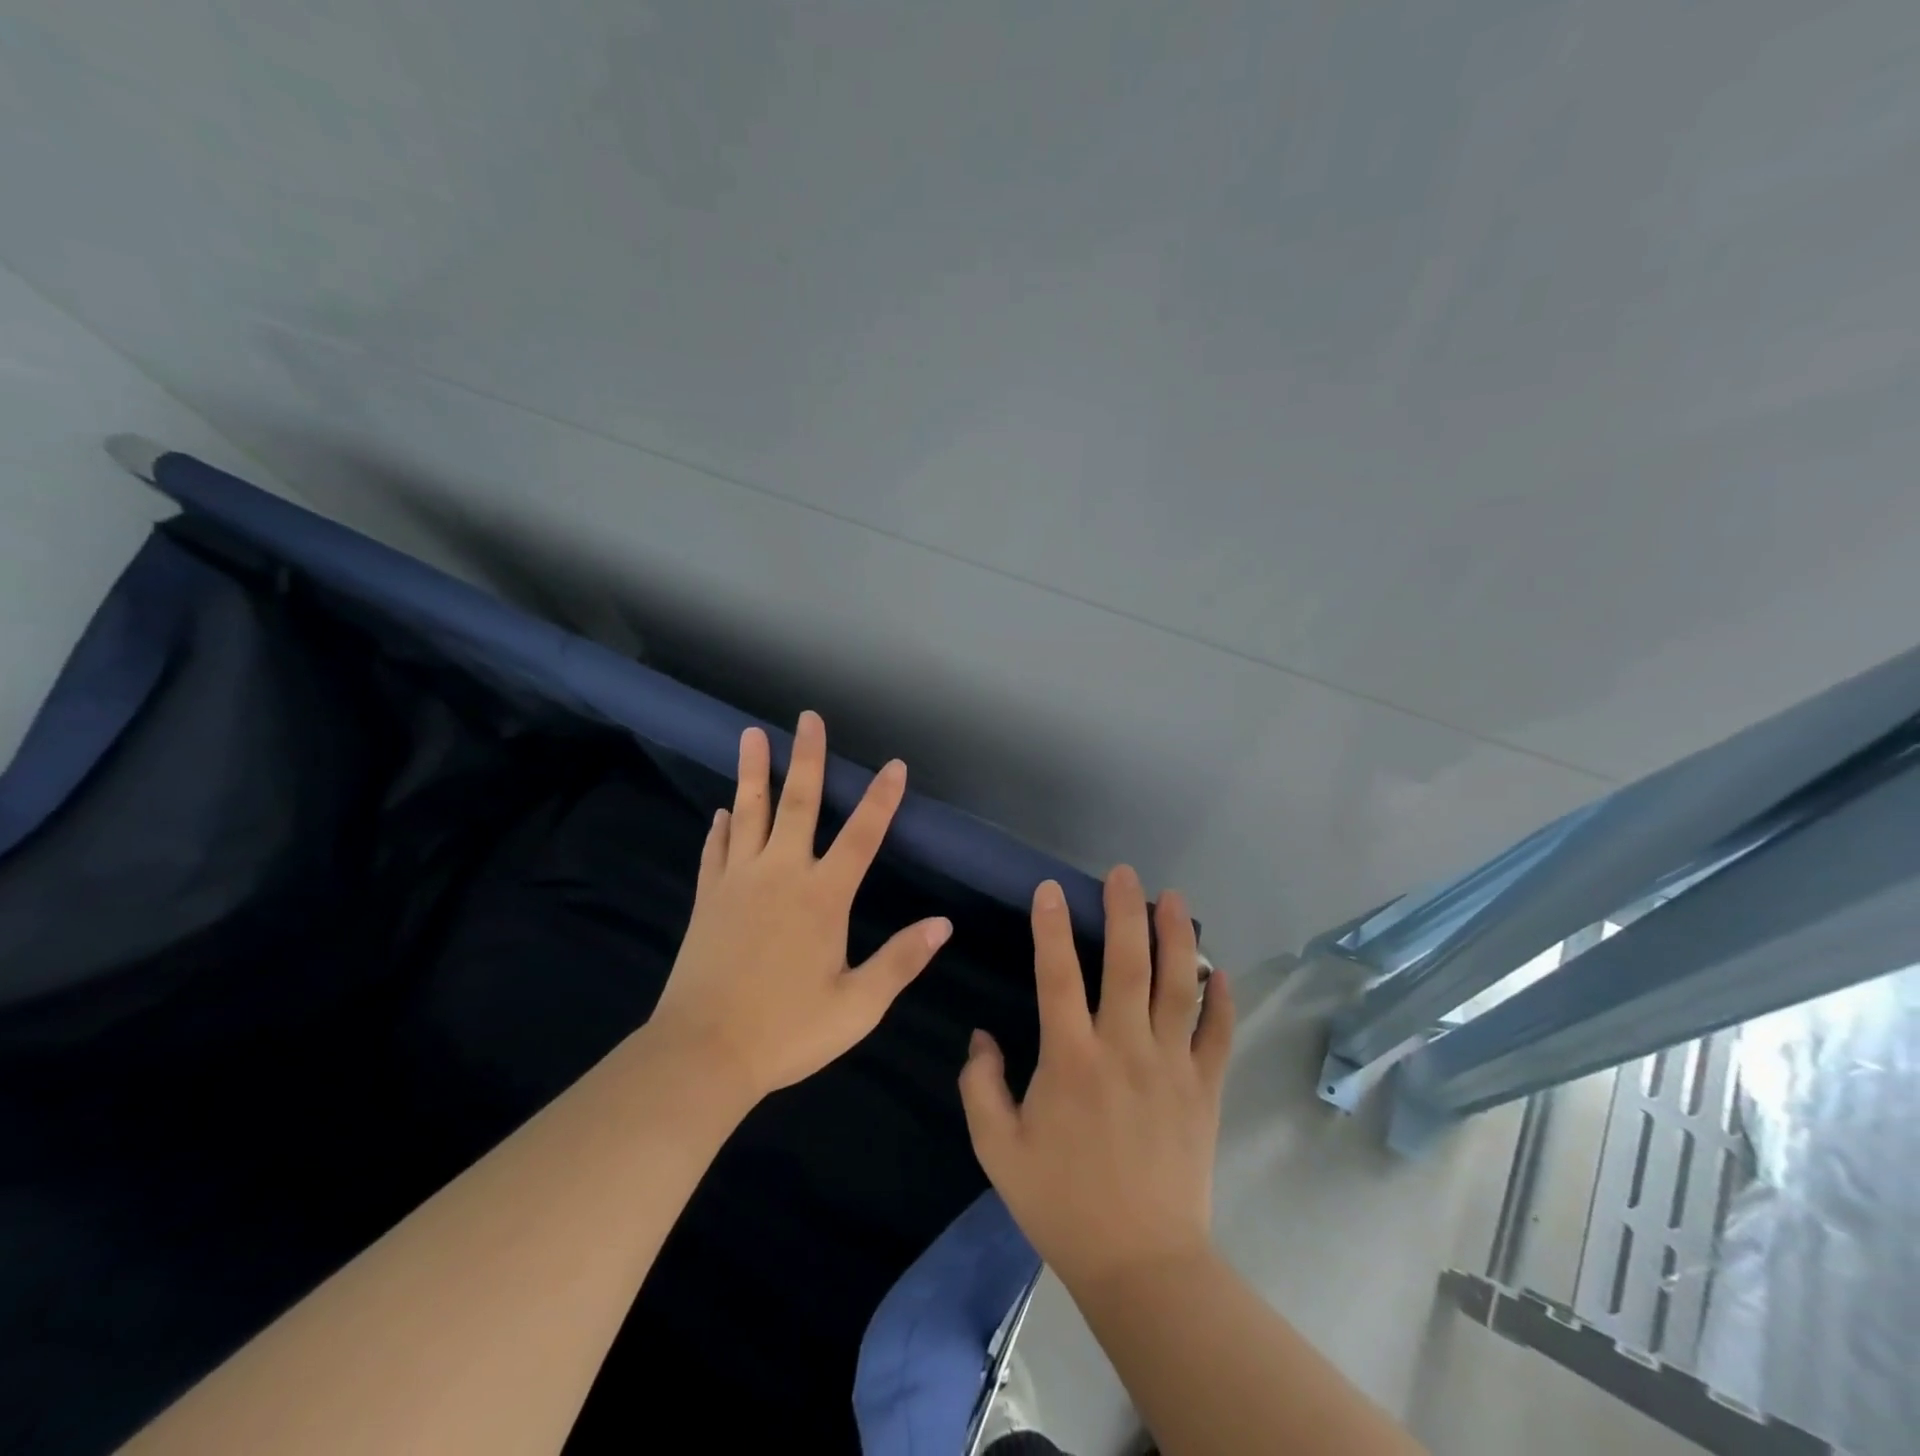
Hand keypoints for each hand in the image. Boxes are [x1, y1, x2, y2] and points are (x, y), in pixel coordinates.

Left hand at [648, 710, 952, 1104]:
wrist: (702, 1054)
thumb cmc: (787, 1031)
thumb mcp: (858, 1006)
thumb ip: (901, 960)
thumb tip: (943, 924)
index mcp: (823, 897)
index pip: (862, 836)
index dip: (882, 799)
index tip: (894, 764)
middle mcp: (782, 876)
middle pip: (798, 804)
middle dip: (807, 758)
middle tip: (808, 718)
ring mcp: (739, 883)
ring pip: (749, 814)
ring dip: (753, 773)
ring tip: (751, 735)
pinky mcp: (709, 900)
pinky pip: (717, 852)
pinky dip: (722, 828)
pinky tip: (722, 811)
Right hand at [959, 867, 1234, 1293]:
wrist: (1140, 1264)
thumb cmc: (1061, 1203)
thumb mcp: (997, 1149)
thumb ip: (980, 1085)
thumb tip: (981, 1036)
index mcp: (1070, 1059)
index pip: (1057, 975)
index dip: (1051, 926)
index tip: (1051, 888)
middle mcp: (1123, 1048)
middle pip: (1126, 964)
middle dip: (1124, 911)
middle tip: (1124, 873)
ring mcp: (1171, 1066)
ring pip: (1177, 987)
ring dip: (1177, 938)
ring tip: (1174, 898)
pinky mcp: (1204, 1090)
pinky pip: (1218, 1035)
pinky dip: (1222, 1001)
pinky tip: (1220, 972)